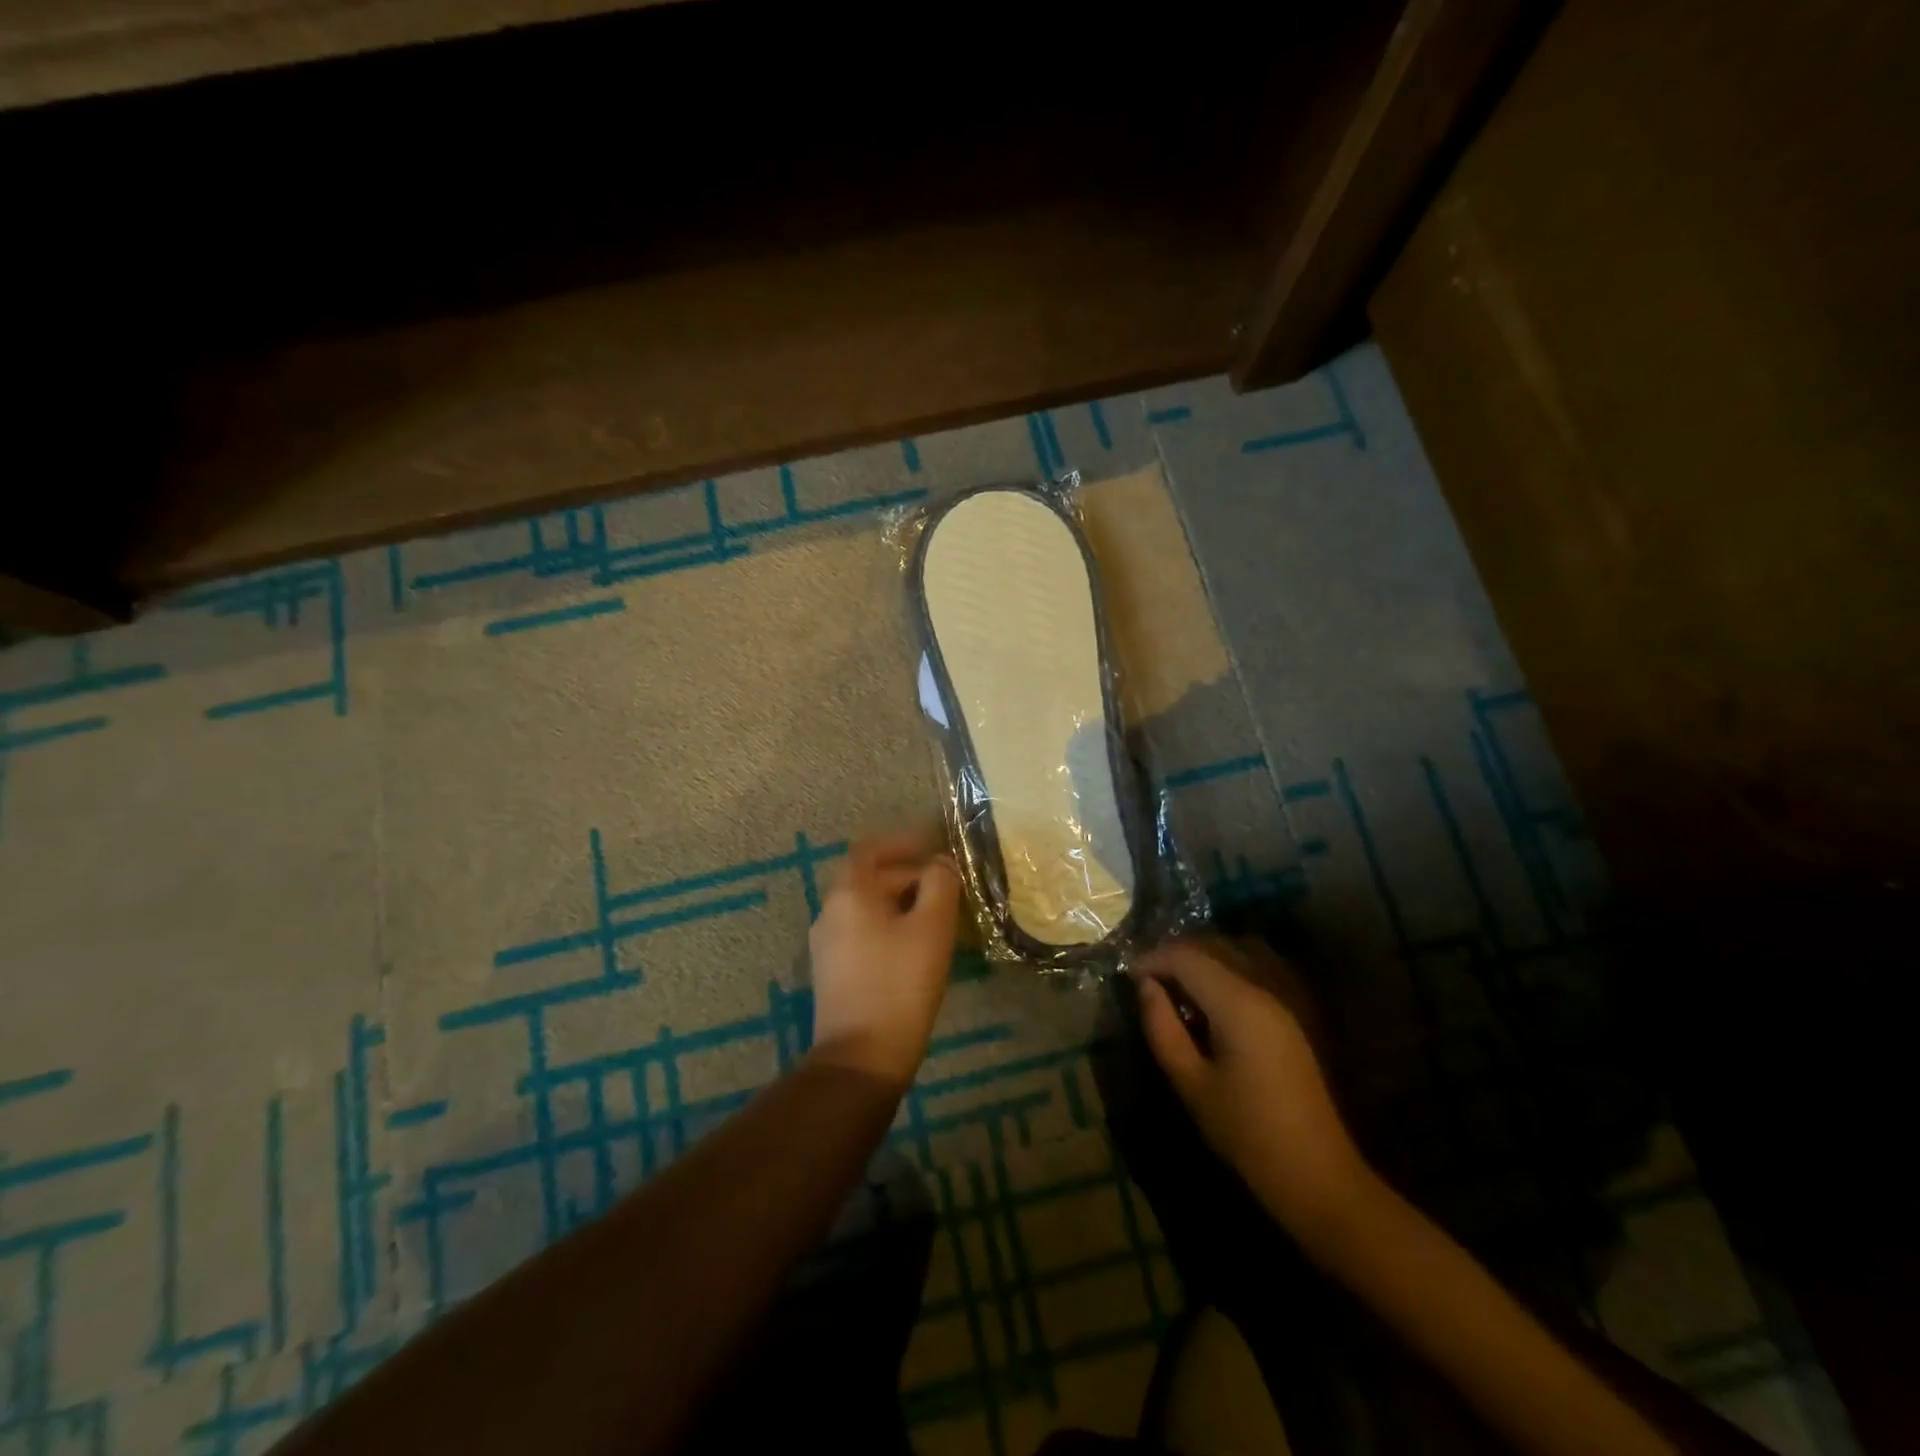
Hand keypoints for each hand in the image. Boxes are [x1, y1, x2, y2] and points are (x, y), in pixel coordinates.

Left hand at [807, 832, 962, 1088]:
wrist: (861, 1058)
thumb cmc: (899, 984)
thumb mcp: (931, 927)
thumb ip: (939, 884)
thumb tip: (940, 863)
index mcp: (848, 894)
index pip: (869, 849)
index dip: (902, 842)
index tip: (932, 844)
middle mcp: (830, 912)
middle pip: (869, 878)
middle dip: (908, 875)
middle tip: (947, 887)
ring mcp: (828, 945)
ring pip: (867, 908)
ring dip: (901, 903)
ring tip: (938, 916)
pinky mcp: (834, 973)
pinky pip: (863, 933)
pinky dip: (890, 927)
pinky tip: (917, 947)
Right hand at [1135, 938, 1369, 1244]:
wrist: (1318, 1176)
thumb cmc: (1246, 1133)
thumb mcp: (1191, 1083)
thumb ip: (1162, 1027)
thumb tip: (1146, 987)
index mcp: (1238, 1003)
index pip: (1186, 956)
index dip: (1152, 960)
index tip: (1127, 979)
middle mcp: (1263, 989)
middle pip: (1211, 949)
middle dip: (1173, 958)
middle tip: (1145, 985)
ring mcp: (1281, 1002)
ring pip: (1231, 959)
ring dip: (1197, 966)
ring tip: (1171, 994)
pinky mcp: (1289, 1019)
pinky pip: (1248, 978)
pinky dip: (1219, 979)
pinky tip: (1204, 1010)